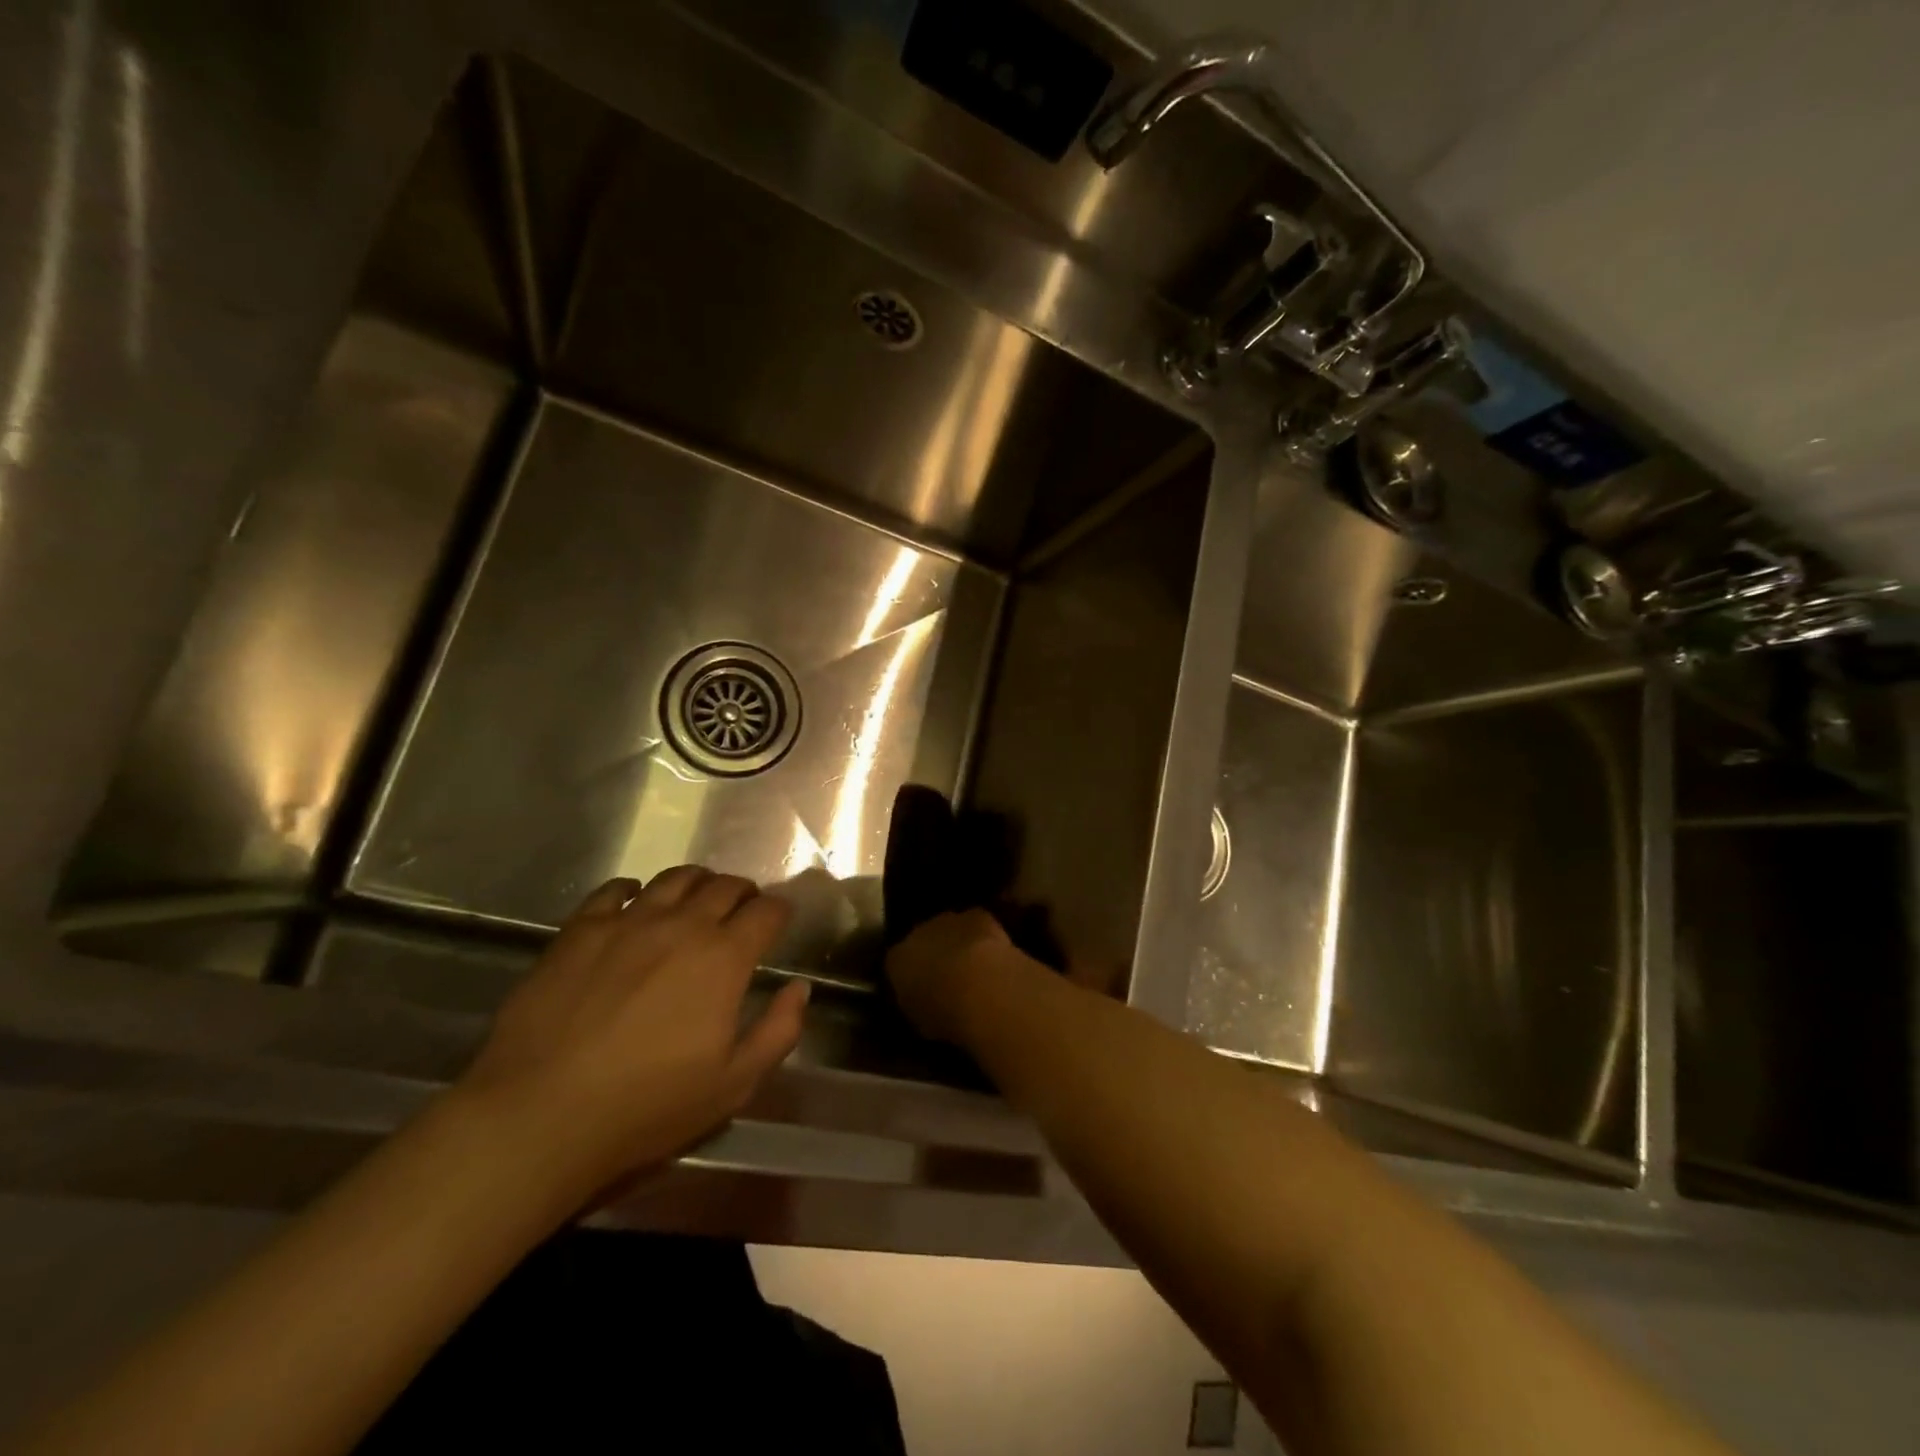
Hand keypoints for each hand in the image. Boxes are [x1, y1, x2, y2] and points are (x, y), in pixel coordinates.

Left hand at [456, 867, 809, 1204]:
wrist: (539, 1114)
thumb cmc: (647, 1106)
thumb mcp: (733, 1084)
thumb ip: (778, 1031)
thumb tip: (798, 988)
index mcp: (724, 957)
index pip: (767, 912)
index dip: (779, 911)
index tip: (779, 920)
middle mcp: (682, 925)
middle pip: (724, 886)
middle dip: (742, 893)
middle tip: (742, 910)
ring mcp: (628, 921)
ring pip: (675, 878)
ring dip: (697, 883)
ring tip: (695, 899)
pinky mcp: (580, 929)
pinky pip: (615, 890)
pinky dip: (634, 889)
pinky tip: (635, 901)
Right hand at [885, 908, 1028, 1045]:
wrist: (977, 986)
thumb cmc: (943, 1013)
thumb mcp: (921, 1021)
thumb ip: (919, 1005)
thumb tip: (924, 1003)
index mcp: (896, 961)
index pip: (898, 964)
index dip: (912, 977)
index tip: (925, 991)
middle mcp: (916, 934)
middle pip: (923, 941)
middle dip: (935, 955)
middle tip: (951, 979)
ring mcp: (947, 921)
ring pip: (950, 930)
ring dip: (959, 944)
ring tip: (976, 969)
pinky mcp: (977, 916)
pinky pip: (978, 925)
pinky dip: (985, 938)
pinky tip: (996, 956)